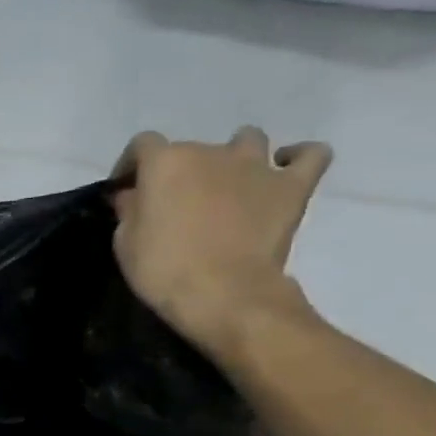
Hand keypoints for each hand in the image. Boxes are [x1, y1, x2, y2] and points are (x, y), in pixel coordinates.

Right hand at [110, 127, 332, 360]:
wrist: (223, 295)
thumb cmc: (164, 270)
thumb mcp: (125, 244)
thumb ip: (130, 210)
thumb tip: (133, 195)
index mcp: (166, 162)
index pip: (143, 145)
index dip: (131, 165)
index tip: (126, 189)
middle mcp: (211, 151)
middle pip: (192, 149)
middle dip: (180, 172)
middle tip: (175, 204)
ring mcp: (256, 165)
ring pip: (248, 140)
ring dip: (235, 157)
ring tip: (228, 184)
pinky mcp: (292, 186)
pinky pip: (310, 156)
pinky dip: (299, 157)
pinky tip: (286, 168)